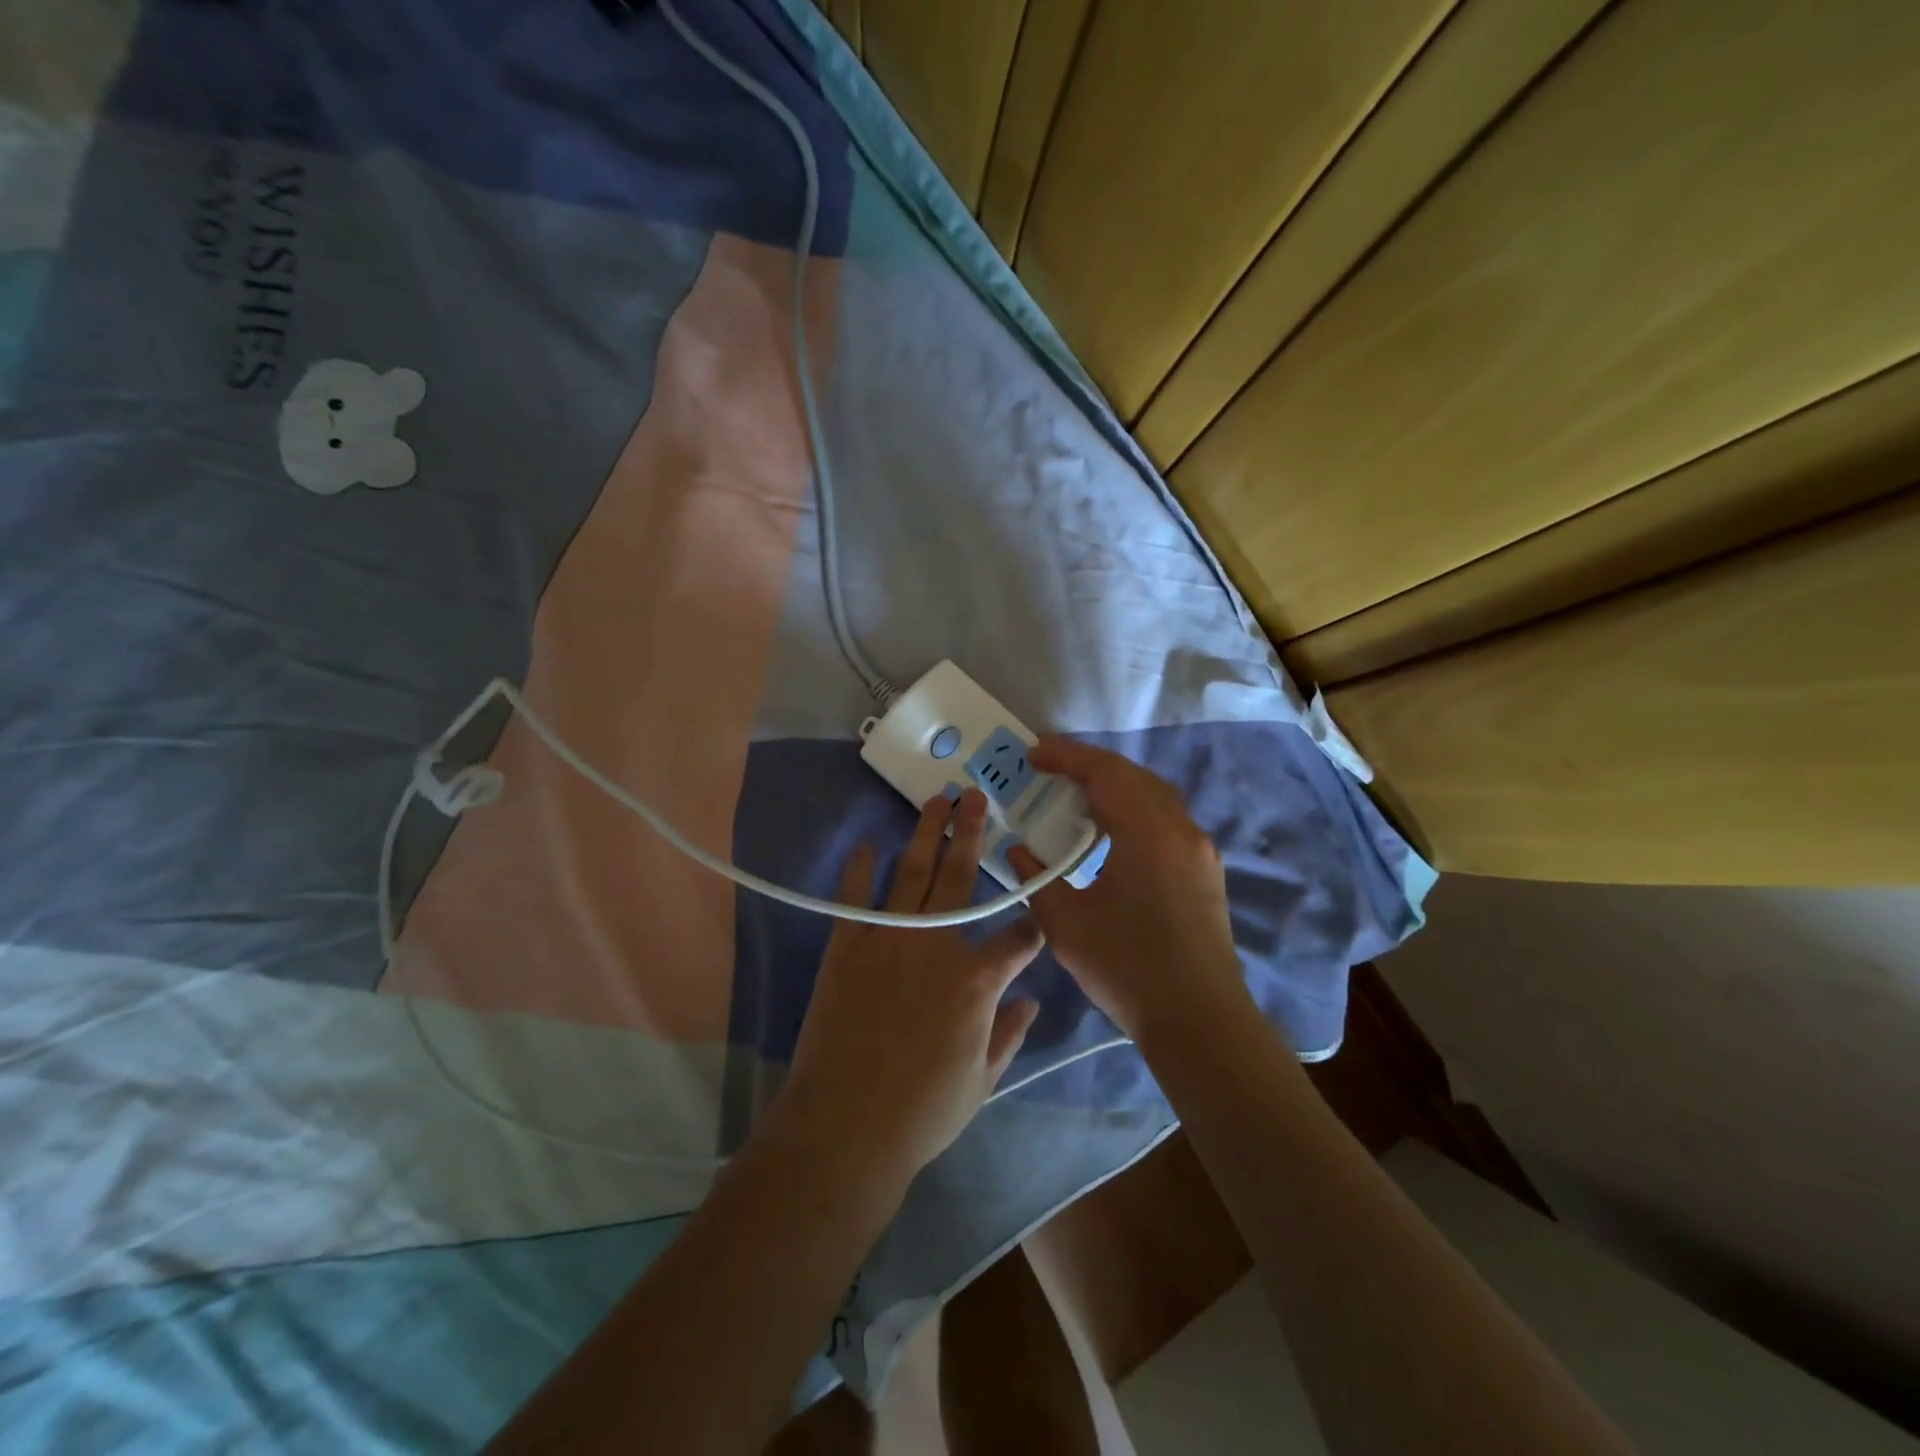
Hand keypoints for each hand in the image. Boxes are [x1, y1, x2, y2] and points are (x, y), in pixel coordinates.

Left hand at [771, 790, 1045, 1203]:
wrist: (845, 1127)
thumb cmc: (923, 1112)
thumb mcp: (982, 1080)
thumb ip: (1010, 1034)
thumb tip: (1031, 1001)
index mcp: (977, 980)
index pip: (1018, 938)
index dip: (1033, 927)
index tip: (1037, 917)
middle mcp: (937, 944)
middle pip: (960, 876)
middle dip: (972, 833)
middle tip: (975, 797)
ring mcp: (888, 939)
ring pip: (912, 873)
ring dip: (926, 834)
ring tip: (936, 801)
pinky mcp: (847, 947)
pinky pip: (855, 897)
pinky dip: (860, 868)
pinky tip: (868, 843)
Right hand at [1008, 738, 1248, 1042]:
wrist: (1200, 1020)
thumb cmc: (1128, 968)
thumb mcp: (1065, 925)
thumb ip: (1037, 879)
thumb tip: (1019, 851)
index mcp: (1146, 832)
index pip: (1104, 772)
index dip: (1066, 756)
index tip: (1032, 754)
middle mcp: (1179, 828)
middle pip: (1132, 775)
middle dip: (1089, 765)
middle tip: (1049, 771)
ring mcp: (1199, 849)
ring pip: (1154, 794)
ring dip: (1114, 786)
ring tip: (1076, 798)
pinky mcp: (1205, 870)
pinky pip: (1166, 818)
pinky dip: (1134, 809)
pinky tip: (1111, 834)